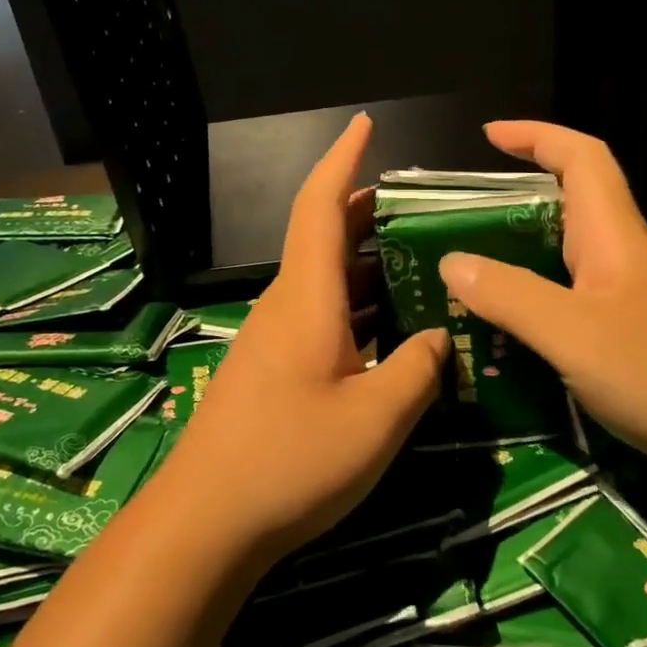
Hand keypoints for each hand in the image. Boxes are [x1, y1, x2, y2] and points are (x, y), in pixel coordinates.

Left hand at [165, 114, 449, 558]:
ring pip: (327, 282)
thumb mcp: (376, 417)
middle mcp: (287, 306)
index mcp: (307, 298)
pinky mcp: (274, 371)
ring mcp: (276, 340)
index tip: (366, 124)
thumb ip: (418, 367)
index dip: (343, 159)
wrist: (207, 523)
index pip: (321, 206)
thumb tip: (439, 334)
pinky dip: (360, 310)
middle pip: (326, 239)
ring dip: (371, 266)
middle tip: (424, 207)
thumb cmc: (292, 460)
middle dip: (370, 213)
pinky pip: (323, 319)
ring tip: (424, 264)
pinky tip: (394, 332)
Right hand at [436, 121, 646, 491]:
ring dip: (526, 258)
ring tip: (476, 282)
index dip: (536, 136)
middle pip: (572, 207)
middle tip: (464, 224)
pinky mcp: (644, 336)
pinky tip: (521, 336)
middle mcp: (628, 257)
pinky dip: (544, 303)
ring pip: (573, 259)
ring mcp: (640, 299)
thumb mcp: (575, 335)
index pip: (581, 158)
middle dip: (517, 201)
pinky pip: (580, 301)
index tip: (489, 135)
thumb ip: (511, 296)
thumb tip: (452, 262)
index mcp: (614, 238)